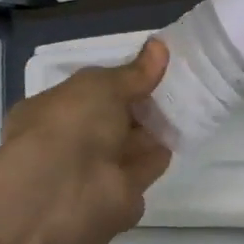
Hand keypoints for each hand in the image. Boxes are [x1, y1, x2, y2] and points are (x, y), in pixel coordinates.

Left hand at [0, 38, 171, 243]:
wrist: (68, 193)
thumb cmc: (71, 126)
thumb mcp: (101, 86)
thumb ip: (133, 72)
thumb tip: (160, 46)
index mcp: (51, 111)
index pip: (90, 93)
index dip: (119, 81)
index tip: (152, 69)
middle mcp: (71, 142)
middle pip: (113, 120)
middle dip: (141, 105)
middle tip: (179, 83)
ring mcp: (95, 172)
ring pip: (131, 145)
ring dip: (155, 129)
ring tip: (192, 102)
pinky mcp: (121, 197)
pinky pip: (145, 168)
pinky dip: (162, 153)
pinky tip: (187, 133)